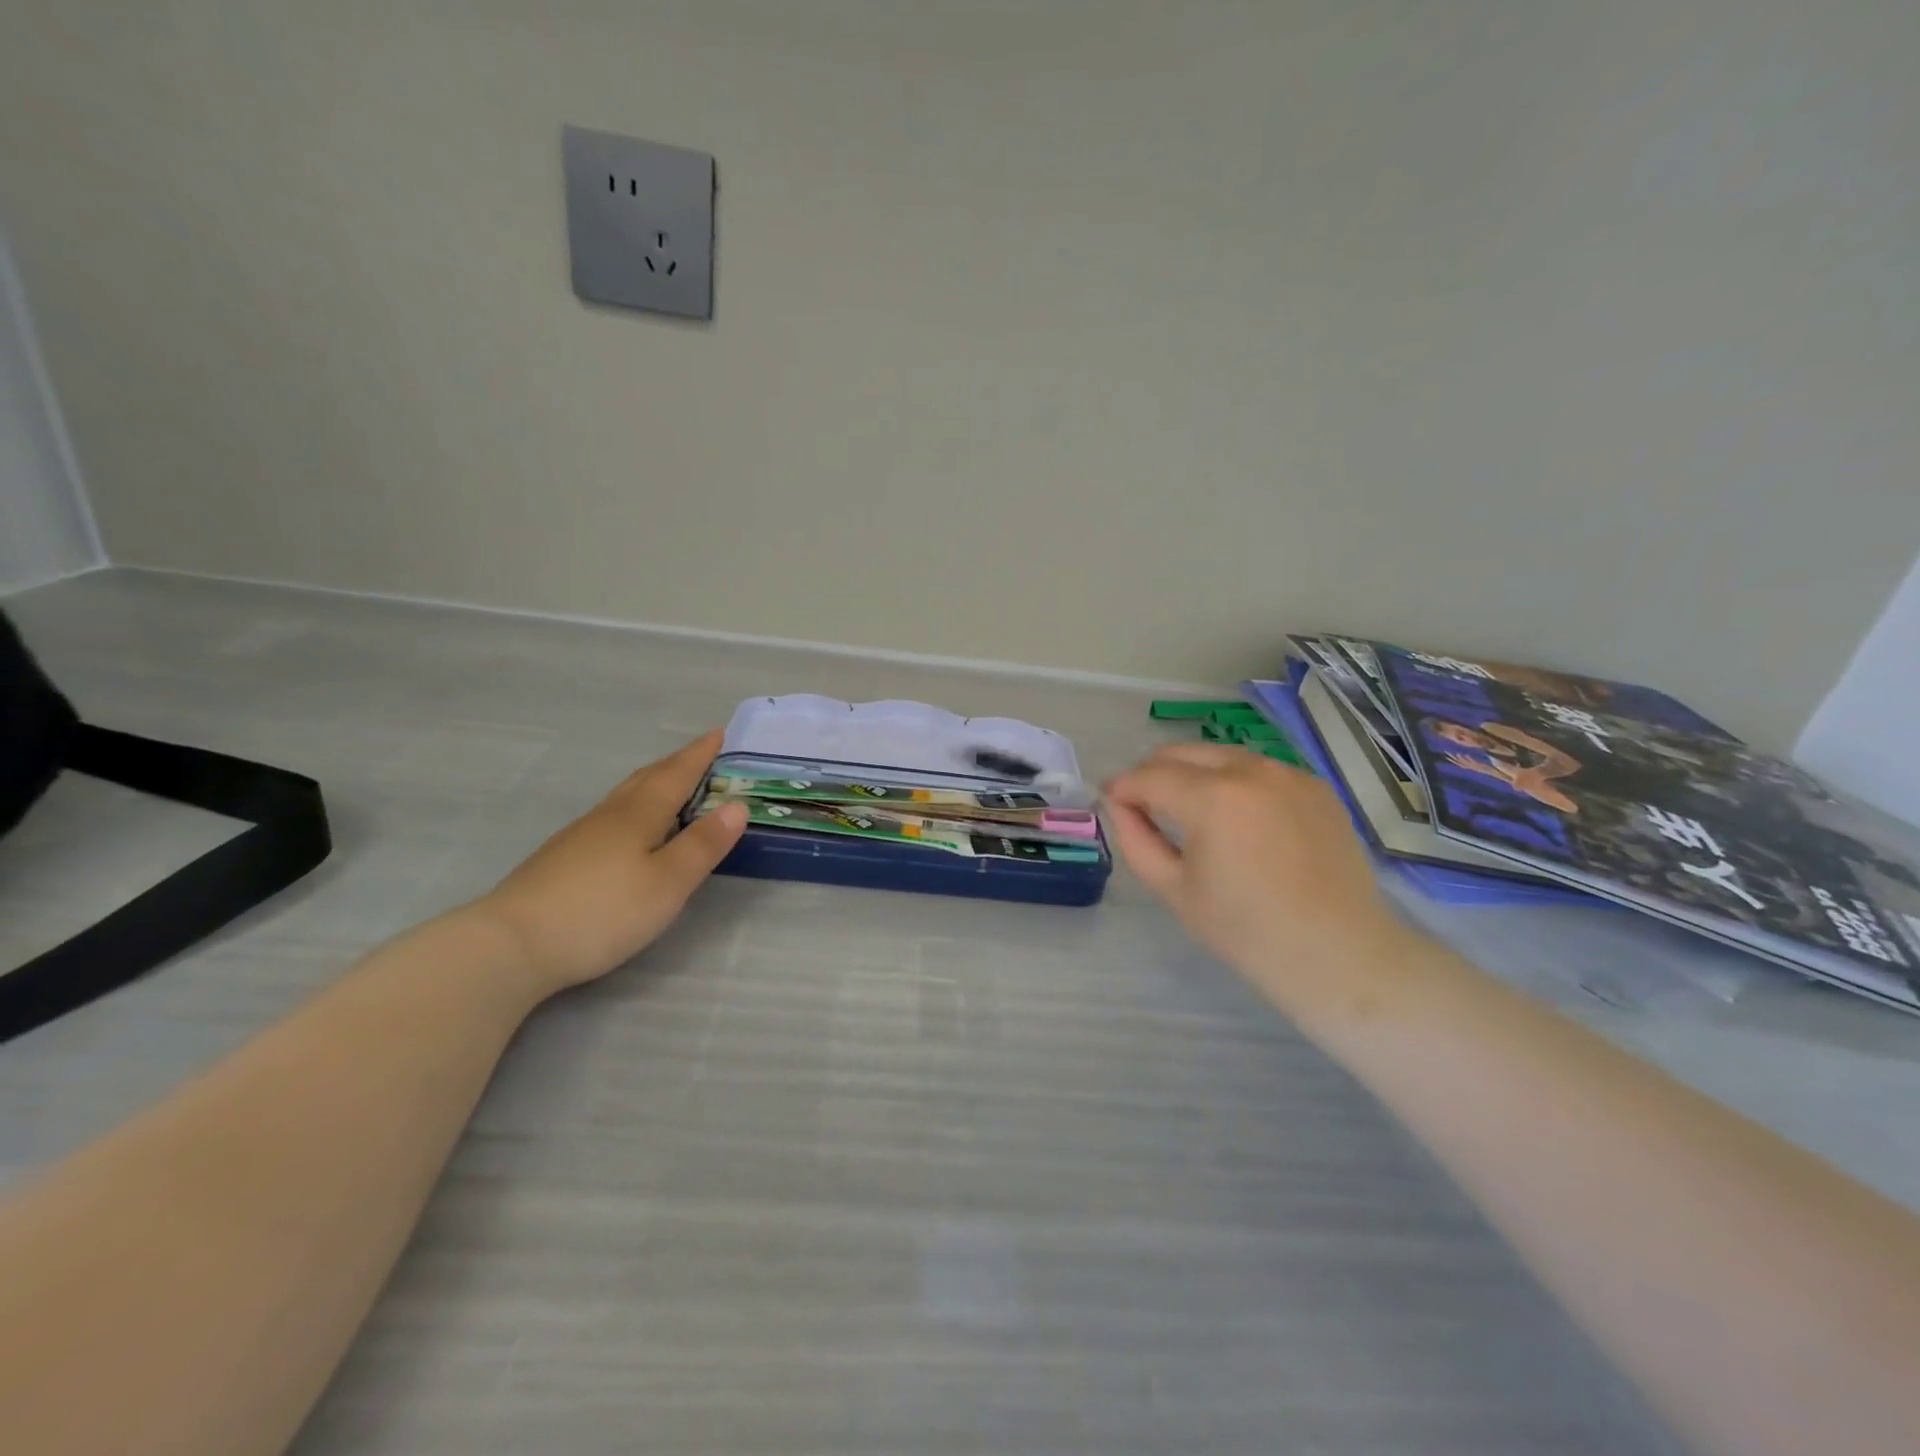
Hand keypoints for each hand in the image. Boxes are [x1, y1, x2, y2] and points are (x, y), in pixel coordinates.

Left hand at [477, 731, 746, 993]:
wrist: (509, 946)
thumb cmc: (602, 912)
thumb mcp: (668, 883)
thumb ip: (703, 845)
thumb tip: (737, 805)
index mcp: (638, 815)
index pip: (676, 775)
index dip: (699, 754)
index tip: (719, 732)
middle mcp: (609, 816)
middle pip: (647, 779)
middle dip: (676, 764)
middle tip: (700, 753)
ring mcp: (579, 837)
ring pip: (624, 797)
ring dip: (652, 783)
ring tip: (670, 785)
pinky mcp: (561, 860)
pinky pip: (610, 817)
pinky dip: (632, 808)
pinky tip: (628, 828)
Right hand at [1103, 744, 1418, 1015]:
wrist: (1338, 955)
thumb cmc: (1246, 932)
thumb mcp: (1174, 890)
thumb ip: (1135, 840)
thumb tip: (1119, 806)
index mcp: (1212, 798)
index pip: (1149, 776)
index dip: (1122, 787)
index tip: (1109, 801)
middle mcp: (1251, 771)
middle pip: (1183, 753)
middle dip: (1153, 772)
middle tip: (1142, 803)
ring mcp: (1288, 774)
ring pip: (1221, 756)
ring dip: (1194, 773)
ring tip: (1188, 810)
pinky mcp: (1315, 787)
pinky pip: (1259, 770)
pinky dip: (1234, 782)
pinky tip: (1237, 818)